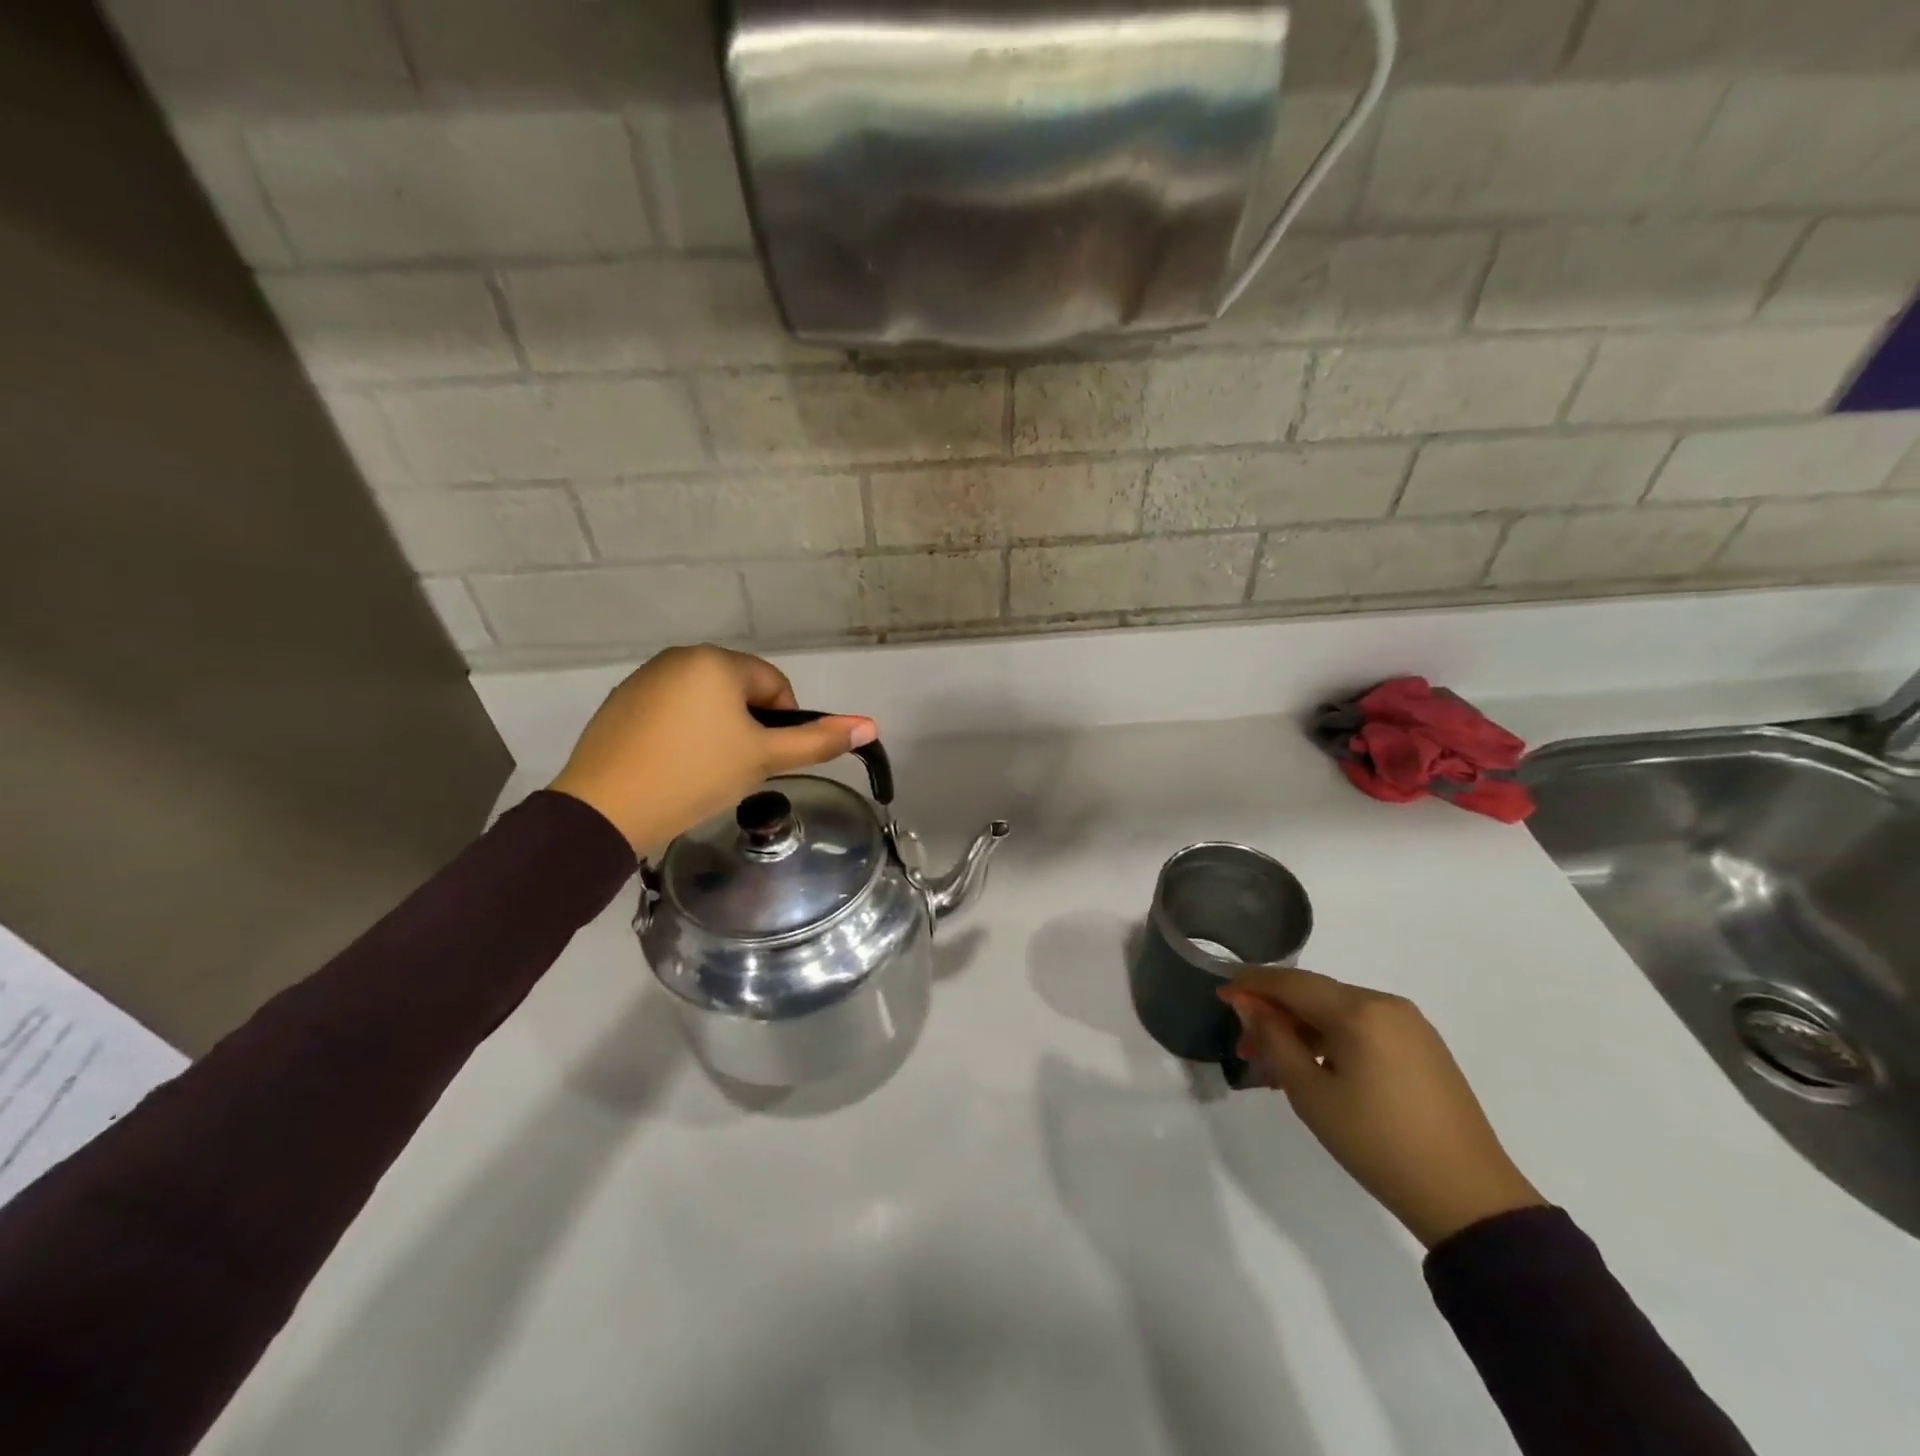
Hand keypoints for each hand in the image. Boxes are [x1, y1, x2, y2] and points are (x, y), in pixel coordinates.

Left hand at [548, 645, 876, 854]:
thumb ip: (818, 741)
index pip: (775, 684)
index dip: (784, 723)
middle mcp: (679, 657)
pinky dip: (683, 734)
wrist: (606, 810)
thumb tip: (870, 726)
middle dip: (749, 726)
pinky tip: (674, 767)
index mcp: (716, 662)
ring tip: (707, 772)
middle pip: (739, 690)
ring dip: (718, 729)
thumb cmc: (696, 776)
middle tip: (740, 769)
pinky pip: (671, 711)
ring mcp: (644, 679)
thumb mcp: (764, 759)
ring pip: (705, 701)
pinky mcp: (620, 704)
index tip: (768, 759)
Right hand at [1220, 968, 1543, 1247]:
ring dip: (1302, 1032)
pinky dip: (1332, 1042)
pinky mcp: (1424, 1051)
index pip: (1293, 983)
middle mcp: (1387, 1005)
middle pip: (1316, 996)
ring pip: (1339, 1015)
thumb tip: (1248, 1003)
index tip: (1221, 994)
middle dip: (1275, 1014)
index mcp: (1361, 1010)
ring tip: (1274, 1067)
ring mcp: (1411, 1027)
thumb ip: (1274, 1040)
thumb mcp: (1311, 1093)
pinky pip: (1364, 1031)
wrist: (1469, 1200)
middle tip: (1243, 1044)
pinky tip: (1314, 1070)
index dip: (1252, 985)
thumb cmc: (1377, 1143)